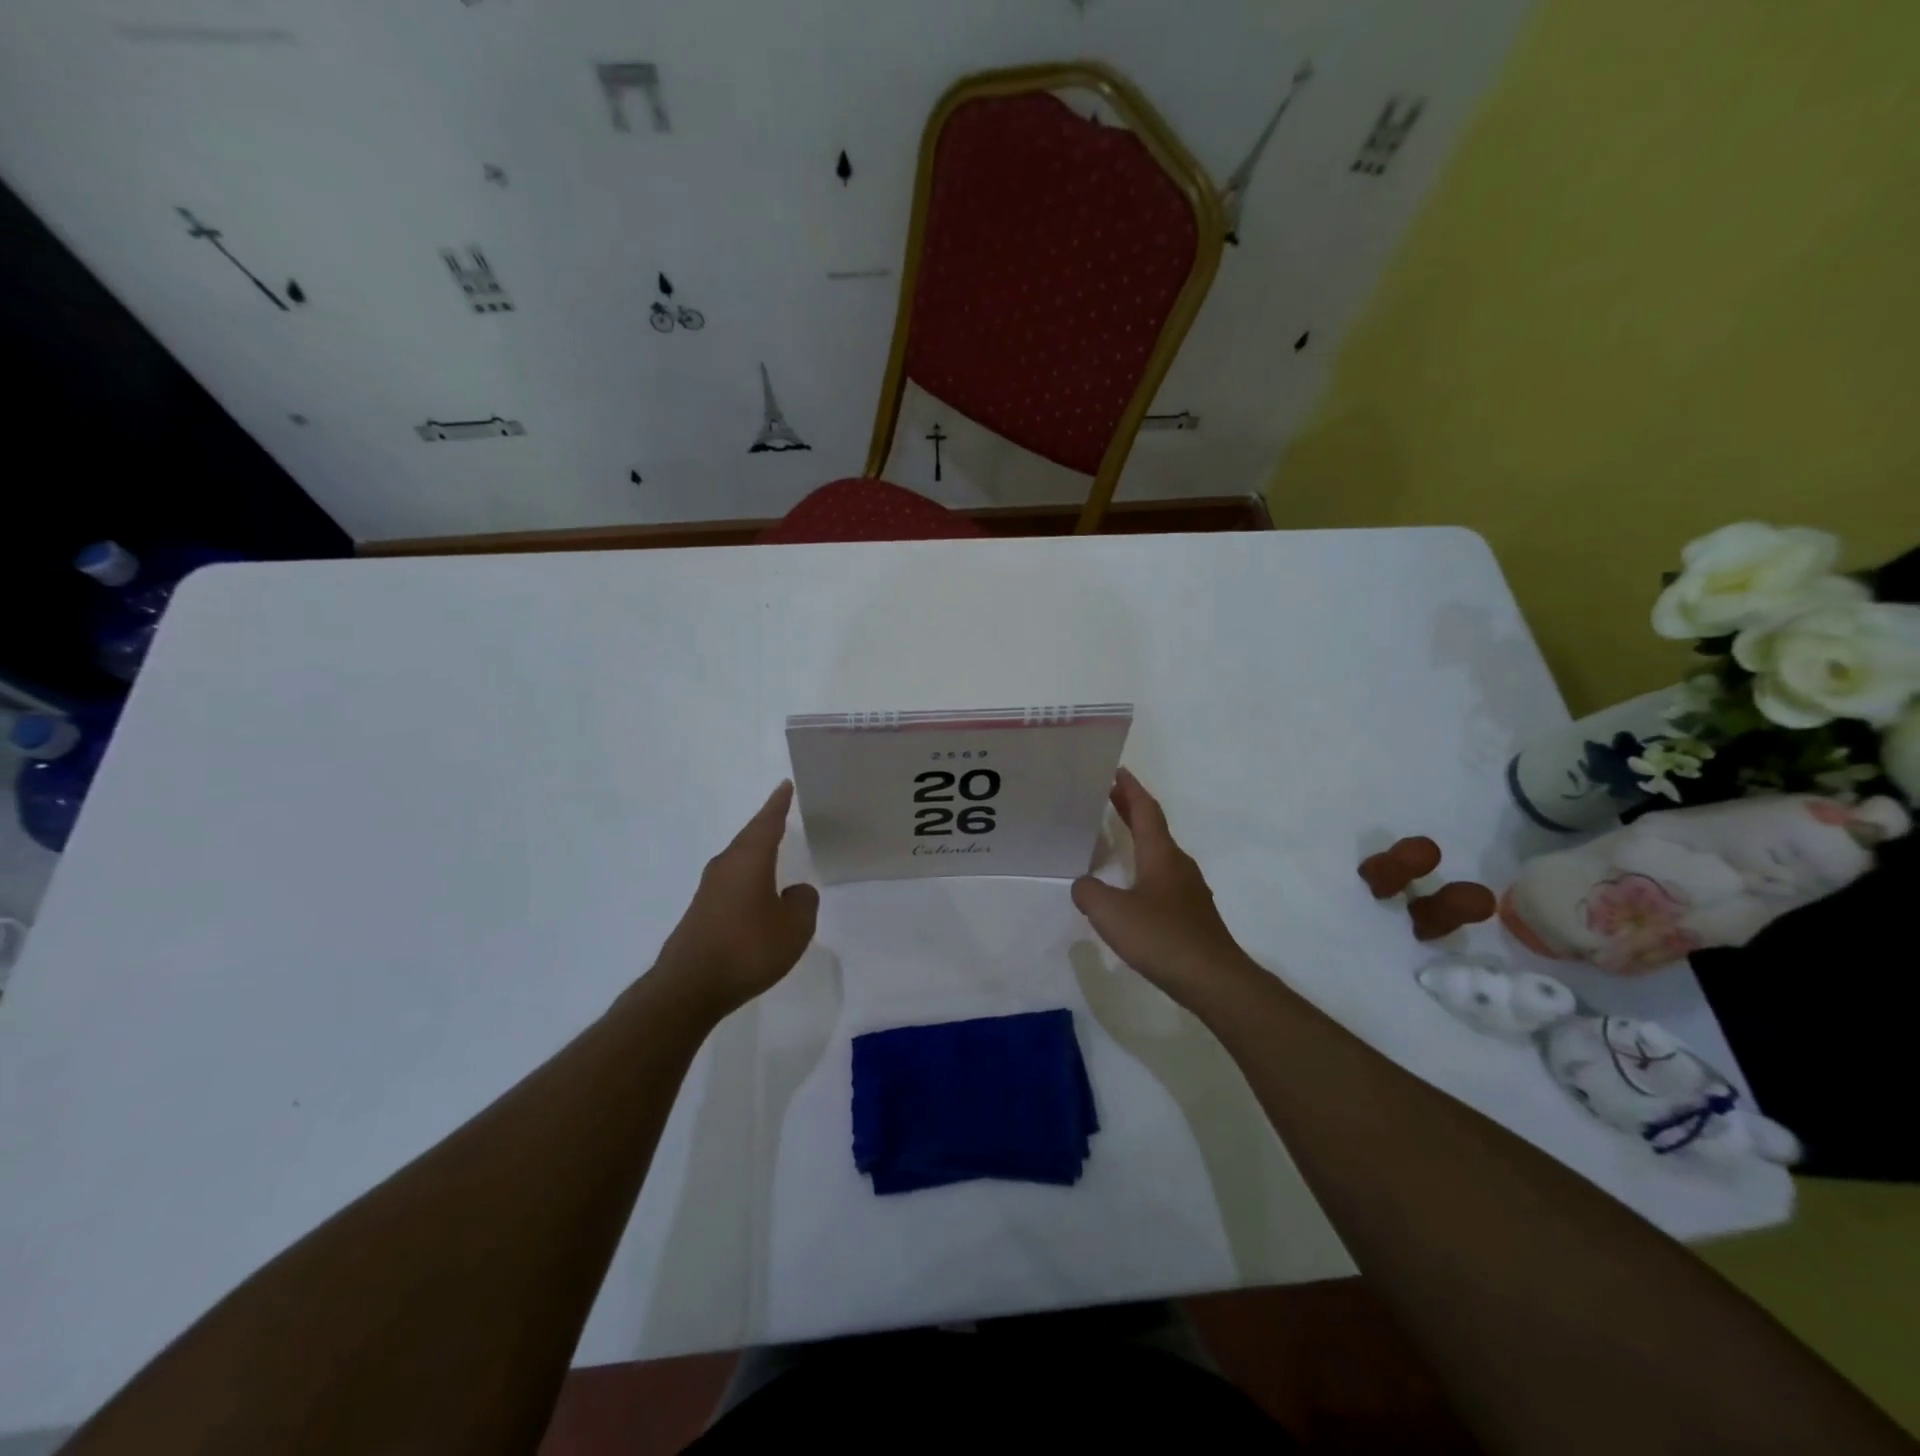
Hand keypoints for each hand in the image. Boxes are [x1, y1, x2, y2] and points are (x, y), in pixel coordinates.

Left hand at [653, 781, 819, 1018]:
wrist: (689, 987)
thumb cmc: (747, 949)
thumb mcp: (794, 927)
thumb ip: (803, 903)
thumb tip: (795, 892)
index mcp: (749, 859)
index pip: (767, 822)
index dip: (778, 804)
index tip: (784, 785)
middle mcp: (725, 866)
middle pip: (749, 838)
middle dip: (766, 826)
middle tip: (782, 814)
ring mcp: (708, 890)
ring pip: (738, 861)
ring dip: (756, 854)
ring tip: (773, 851)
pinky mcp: (701, 913)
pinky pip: (731, 884)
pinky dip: (747, 879)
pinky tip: (756, 895)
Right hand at [1071, 769, 1257, 1008]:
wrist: (1214, 980)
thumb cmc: (1162, 938)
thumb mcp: (1111, 913)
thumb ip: (1089, 893)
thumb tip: (1082, 884)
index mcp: (1161, 854)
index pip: (1145, 810)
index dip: (1130, 789)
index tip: (1116, 770)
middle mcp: (1178, 864)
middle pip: (1153, 827)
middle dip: (1130, 808)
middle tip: (1108, 794)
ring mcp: (1188, 890)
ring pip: (1159, 852)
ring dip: (1137, 837)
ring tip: (1114, 835)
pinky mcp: (1190, 913)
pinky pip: (1162, 876)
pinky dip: (1143, 865)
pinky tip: (1131, 885)